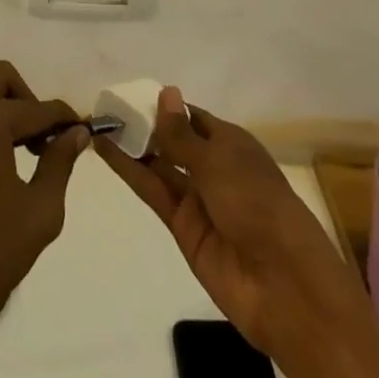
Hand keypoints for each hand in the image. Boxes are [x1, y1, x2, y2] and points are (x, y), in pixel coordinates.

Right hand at [97, 86, 357, 365]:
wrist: (283, 285)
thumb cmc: (257, 204)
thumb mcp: (218, 161)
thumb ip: (181, 134)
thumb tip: (165, 92)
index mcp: (232, 144)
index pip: (192, 118)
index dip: (164, 106)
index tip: (128, 94)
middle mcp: (214, 168)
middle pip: (173, 141)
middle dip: (143, 125)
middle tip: (104, 108)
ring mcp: (198, 199)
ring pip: (158, 165)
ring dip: (131, 145)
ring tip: (96, 123)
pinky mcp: (183, 227)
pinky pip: (153, 191)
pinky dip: (129, 171)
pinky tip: (105, 151)